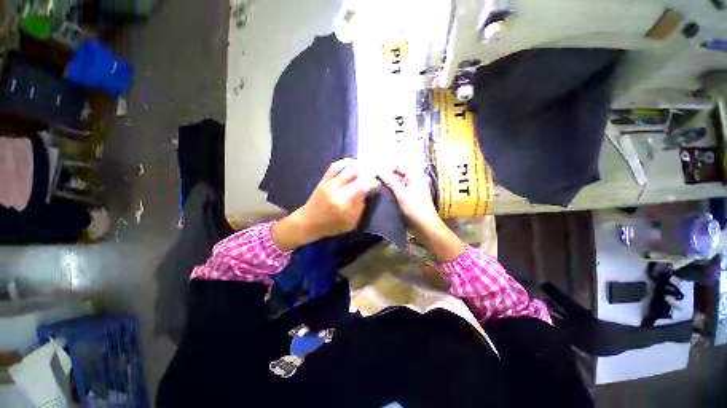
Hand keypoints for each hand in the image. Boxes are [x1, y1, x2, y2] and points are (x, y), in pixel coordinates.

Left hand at [273, 159, 378, 250]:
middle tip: (374, 173)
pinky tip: (353, 163)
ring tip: (366, 166)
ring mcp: (329, 184)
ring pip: (346, 168)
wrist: (308, 222)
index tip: (377, 184)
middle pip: (355, 174)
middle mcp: (336, 191)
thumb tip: (369, 192)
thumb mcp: (351, 223)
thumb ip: (361, 207)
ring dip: (358, 165)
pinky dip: (345, 162)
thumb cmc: (331, 226)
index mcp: (344, 204)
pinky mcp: (324, 180)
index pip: (362, 187)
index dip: (372, 183)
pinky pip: (335, 166)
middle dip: (367, 171)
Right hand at [379, 165, 464, 261]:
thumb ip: (389, 180)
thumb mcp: (401, 192)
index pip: (398, 167)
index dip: (387, 169)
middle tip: (373, 182)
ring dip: (387, 187)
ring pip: (396, 185)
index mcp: (415, 176)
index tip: (375, 174)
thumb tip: (378, 170)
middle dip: (386, 179)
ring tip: (376, 189)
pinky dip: (391, 193)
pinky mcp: (408, 199)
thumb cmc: (414, 207)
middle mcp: (413, 181)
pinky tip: (382, 196)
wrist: (424, 226)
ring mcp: (411, 190)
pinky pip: (397, 193)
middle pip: (397, 176)